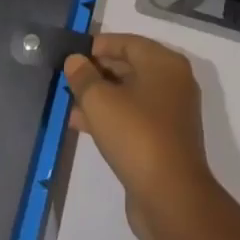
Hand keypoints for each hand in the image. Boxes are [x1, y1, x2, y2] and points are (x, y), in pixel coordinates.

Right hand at [63, 33, 221, 239]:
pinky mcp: (164, 139)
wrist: (171, 197)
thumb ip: (84, 77)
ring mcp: (171, 112)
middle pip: (130, 67)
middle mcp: (172, 82)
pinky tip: (82, 124)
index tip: (72, 54)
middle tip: (67, 78)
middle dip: (97, 72)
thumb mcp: (101, 101)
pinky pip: (133, 117)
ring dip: (100, 97)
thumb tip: (75, 60)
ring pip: (129, 94)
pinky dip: (110, 117)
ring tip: (68, 102)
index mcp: (165, 63)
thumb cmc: (137, 136)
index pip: (128, 42)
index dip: (98, 46)